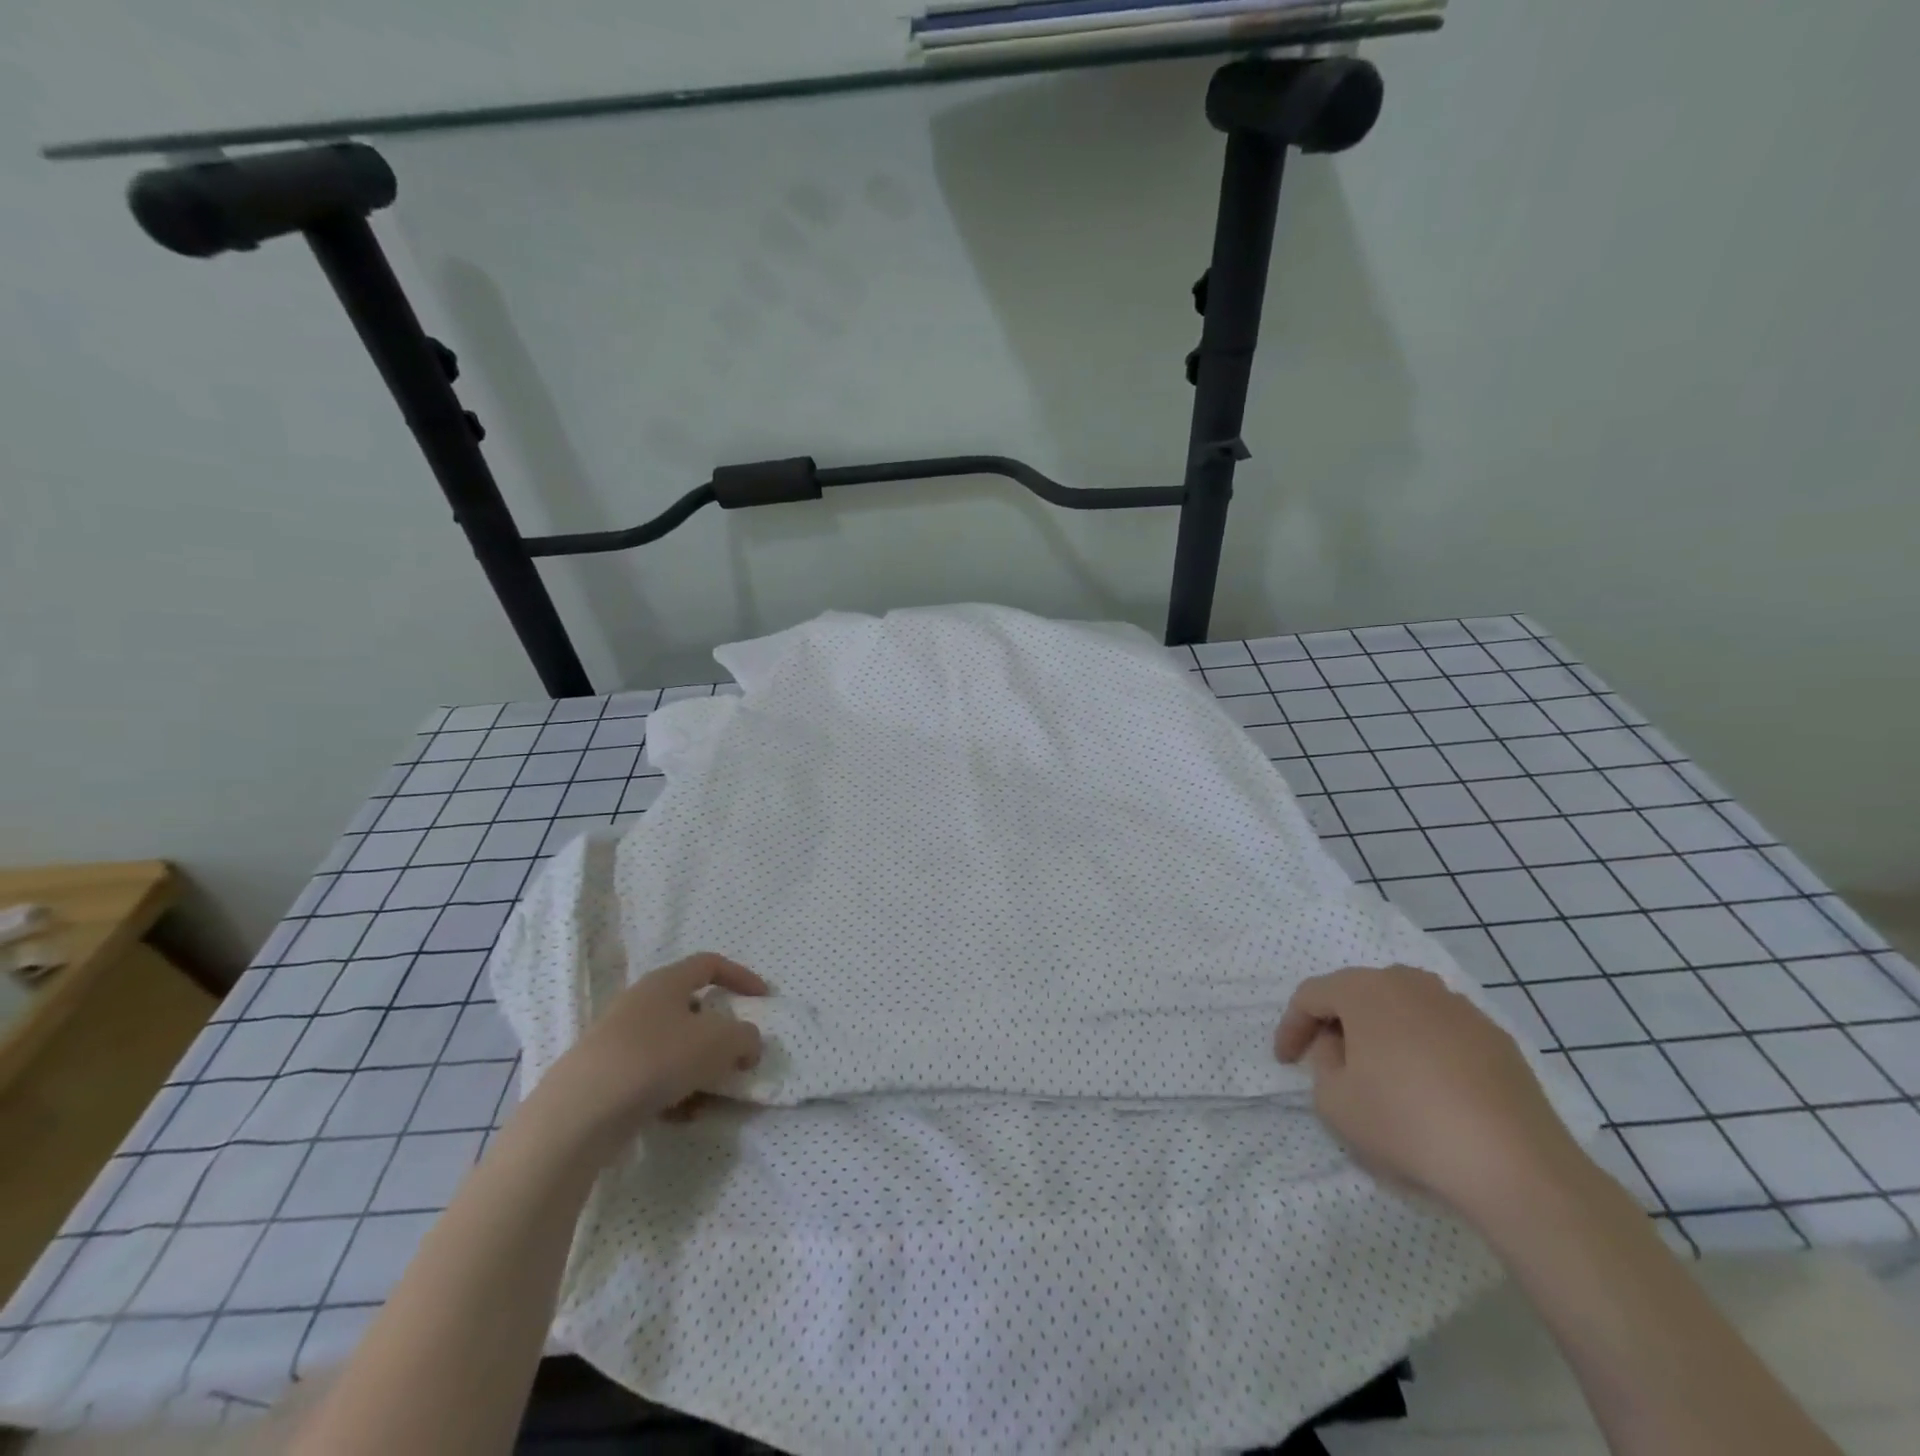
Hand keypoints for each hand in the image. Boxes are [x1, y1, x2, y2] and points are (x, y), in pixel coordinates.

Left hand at [536, 953, 766, 1149]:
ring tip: (710, 1097)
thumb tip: (747, 1045)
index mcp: (666, 982)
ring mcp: (618, 1040)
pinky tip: (681, 1117)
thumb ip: (746, 1038)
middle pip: (691, 1009)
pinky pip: (651, 1077)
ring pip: (672, 1047)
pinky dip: (672, 1093)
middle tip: (735, 1056)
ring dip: (698, 1069)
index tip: (762, 999)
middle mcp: (640, 1003)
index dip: (741, 977)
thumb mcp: (720, 1042)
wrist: (579, 1111)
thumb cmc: (657, 1059)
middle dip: (718, 1034)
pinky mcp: (604, 1076)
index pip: (710, 964)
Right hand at [1275, 964, 1583, 1224]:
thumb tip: (1342, 1050)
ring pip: (1401, 1008)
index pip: (1311, 995)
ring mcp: (1458, 1007)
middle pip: (1357, 993)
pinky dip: (1422, 1049)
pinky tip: (1427, 1088)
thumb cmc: (1408, 1124)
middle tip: (1328, 1061)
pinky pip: (1440, 1030)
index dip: (1291, 1027)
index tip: (1285, 1061)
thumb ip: (1323, 1064)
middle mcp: (1410, 983)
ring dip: (1381, 1032)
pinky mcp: (1495, 1037)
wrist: (1515, 1165)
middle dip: (1336, 1024)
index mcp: (1365, 990)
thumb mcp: (1334, 1101)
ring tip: (1378, 1072)